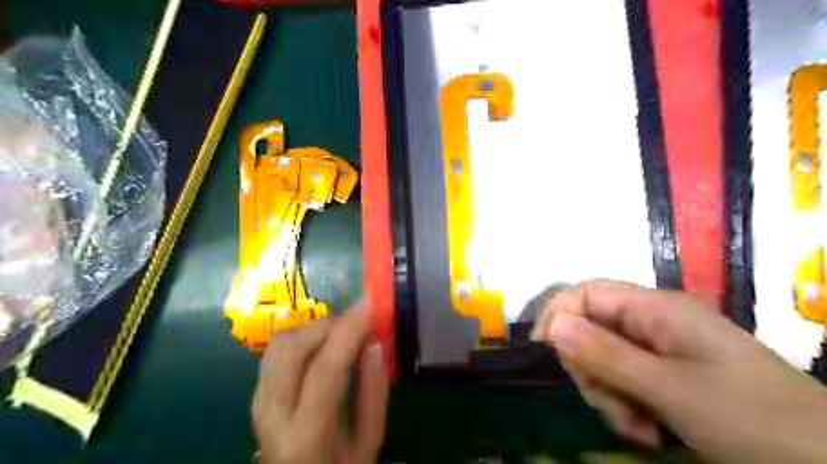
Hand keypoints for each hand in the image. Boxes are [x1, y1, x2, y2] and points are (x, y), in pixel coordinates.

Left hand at [251, 300, 388, 462]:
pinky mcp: (257, 391)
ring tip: (341, 336)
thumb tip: (374, 345)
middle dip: (329, 325)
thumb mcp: (368, 442)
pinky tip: (322, 345)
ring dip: (314, 328)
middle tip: (357, 327)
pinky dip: (302, 336)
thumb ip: (374, 394)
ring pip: (280, 343)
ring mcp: (259, 400)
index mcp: (306, 435)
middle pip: (292, 348)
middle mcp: (273, 414)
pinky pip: (276, 349)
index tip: (369, 305)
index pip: (324, 370)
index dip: (348, 331)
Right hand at [534, 281, 825, 461]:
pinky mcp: (666, 377)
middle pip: (591, 331)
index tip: (543, 353)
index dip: (558, 316)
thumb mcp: (672, 390)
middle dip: (590, 370)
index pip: (586, 294)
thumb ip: (607, 355)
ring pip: (603, 362)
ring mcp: (660, 351)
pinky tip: (648, 432)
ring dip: (608, 396)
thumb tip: (552, 325)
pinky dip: (625, 408)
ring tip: (638, 428)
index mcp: (655, 309)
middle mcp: (653, 322)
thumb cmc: (754, 420)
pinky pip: (624, 383)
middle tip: (609, 405)